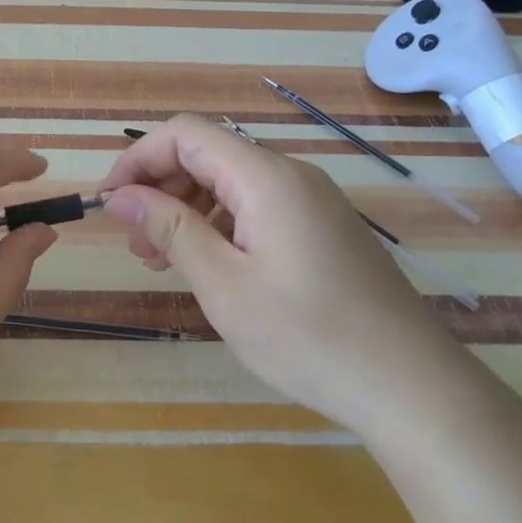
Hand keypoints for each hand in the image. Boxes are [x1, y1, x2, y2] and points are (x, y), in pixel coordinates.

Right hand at [98, 114, 465, 433]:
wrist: (413, 388)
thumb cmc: (309, 337)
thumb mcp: (224, 285)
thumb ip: (170, 229)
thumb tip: (119, 196)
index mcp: (266, 177)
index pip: (185, 134)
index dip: (138, 159)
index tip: (108, 202)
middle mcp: (291, 175)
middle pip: (208, 154)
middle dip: (160, 187)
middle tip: (133, 241)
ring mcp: (311, 202)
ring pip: (230, 183)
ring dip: (186, 209)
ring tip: (159, 259)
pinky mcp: (322, 228)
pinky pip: (256, 207)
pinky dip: (218, 225)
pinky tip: (206, 265)